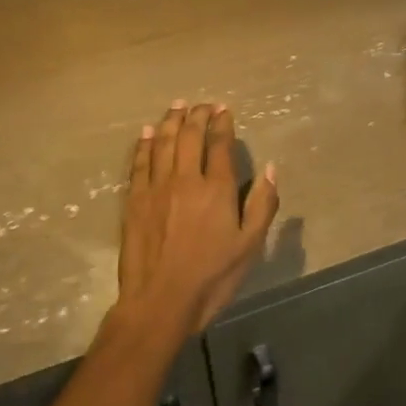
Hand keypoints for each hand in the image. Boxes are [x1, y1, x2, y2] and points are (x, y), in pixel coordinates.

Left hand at [116, 101, 279, 336]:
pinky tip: (145, 133)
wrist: (160, 301)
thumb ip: (262, 205)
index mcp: (216, 189)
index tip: (224, 109)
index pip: (219, 144)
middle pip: (189, 136)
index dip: (222, 123)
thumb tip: (270, 169)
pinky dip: (143, 144)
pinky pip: (138, 163)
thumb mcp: (250, 246)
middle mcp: (185, 179)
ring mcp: (156, 188)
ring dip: (170, 121)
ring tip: (177, 106)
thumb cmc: (212, 277)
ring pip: (162, 143)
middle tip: (202, 104)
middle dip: (197, 115)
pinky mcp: (135, 201)